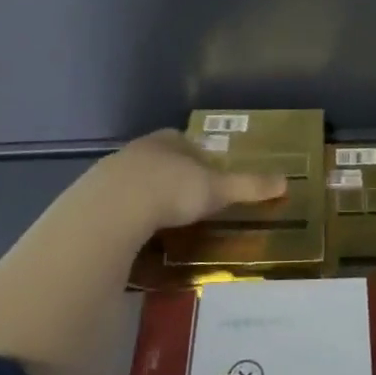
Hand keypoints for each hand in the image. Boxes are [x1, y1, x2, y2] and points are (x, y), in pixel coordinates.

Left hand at [92, 129, 287, 233]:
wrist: (111, 210)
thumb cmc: (171, 190)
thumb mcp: (216, 190)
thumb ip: (248, 186)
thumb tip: (285, 181)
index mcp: (168, 141)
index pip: (186, 141)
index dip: (198, 156)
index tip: (208, 174)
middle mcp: (139, 150)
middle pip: (159, 158)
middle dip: (172, 175)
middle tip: (187, 199)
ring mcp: (110, 172)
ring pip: (134, 180)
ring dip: (146, 195)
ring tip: (162, 220)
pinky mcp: (90, 198)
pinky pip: (114, 204)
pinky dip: (126, 215)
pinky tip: (134, 233)